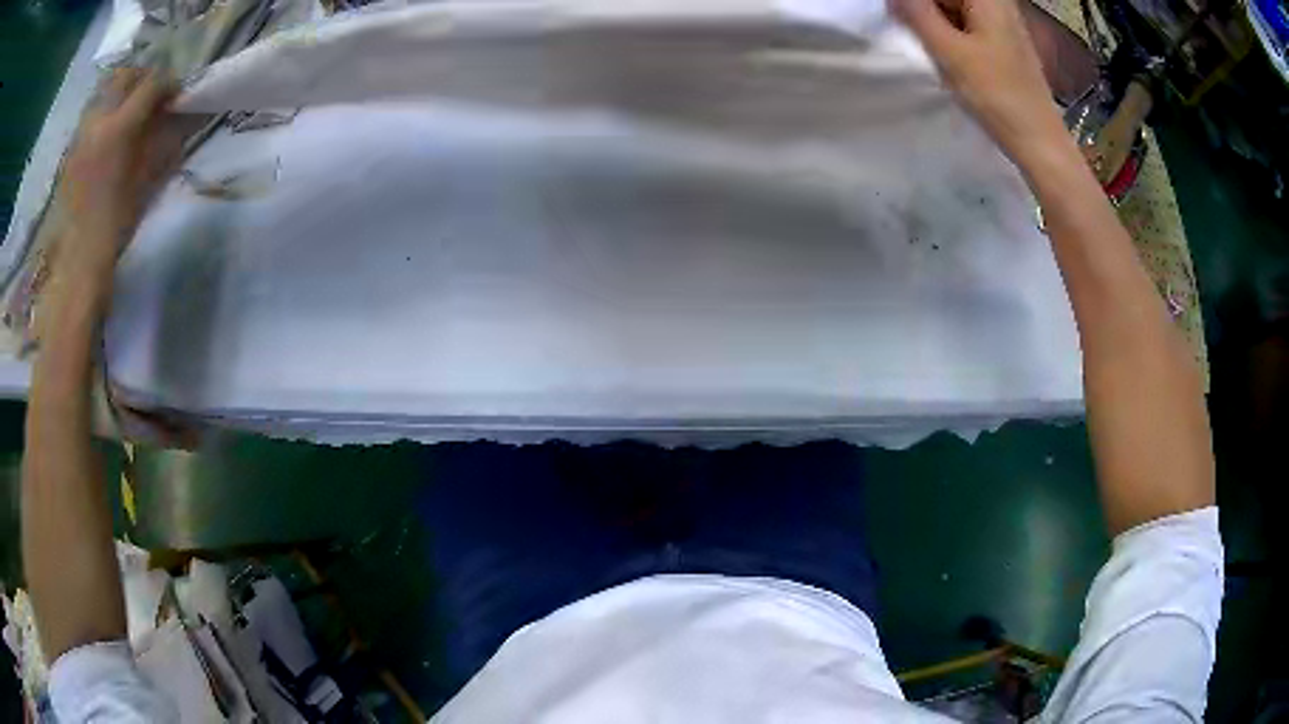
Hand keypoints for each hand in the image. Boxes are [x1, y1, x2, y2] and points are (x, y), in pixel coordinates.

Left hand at [58, 68, 180, 284]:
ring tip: (128, 113)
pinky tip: (108, 134)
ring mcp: (82, 132)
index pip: (152, 83)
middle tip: (151, 98)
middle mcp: (99, 120)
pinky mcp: (72, 147)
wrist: (78, 260)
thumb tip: (178, 115)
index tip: (175, 99)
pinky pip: (92, 113)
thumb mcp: (146, 180)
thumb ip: (163, 139)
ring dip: (121, 92)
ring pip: (106, 89)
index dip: (168, 85)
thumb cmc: (115, 224)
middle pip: (126, 74)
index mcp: (119, 127)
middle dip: (143, 79)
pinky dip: (105, 112)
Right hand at [890, 0, 1069, 166]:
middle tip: (908, 28)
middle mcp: (998, 3)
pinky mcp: (1004, 42)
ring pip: (956, 9)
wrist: (1039, 141)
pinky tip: (945, 52)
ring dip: (934, 20)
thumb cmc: (997, 95)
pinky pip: (967, 23)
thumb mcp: (949, 51)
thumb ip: (916, 13)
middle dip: (925, 9)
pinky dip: (950, 32)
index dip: (918, 4)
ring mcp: (1003, 23)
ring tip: (931, 46)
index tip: (900, 16)